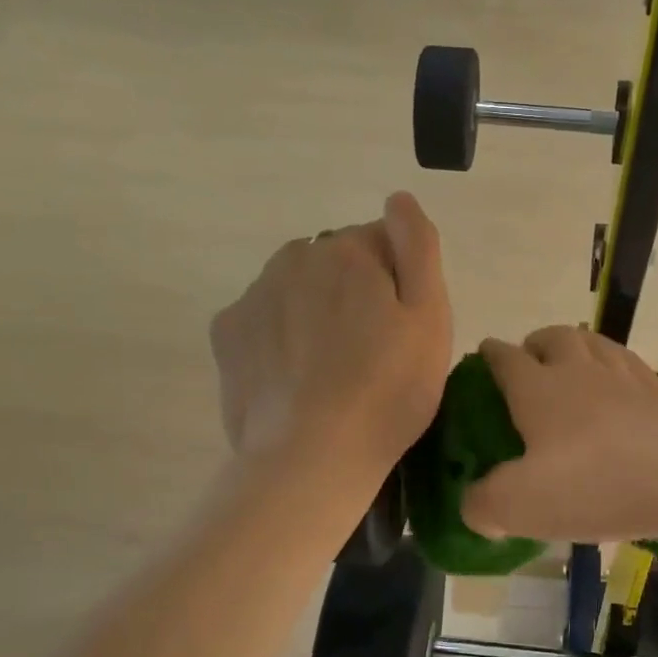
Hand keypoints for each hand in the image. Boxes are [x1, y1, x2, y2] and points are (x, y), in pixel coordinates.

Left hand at [210, 192, 451, 479]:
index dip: (399, 284)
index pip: (384, 243)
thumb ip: (419, 247)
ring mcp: (254, 294)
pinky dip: (279, 337)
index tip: (402, 330)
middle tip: (370, 353)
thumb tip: (399, 199)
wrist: (312, 457)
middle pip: (337, 263)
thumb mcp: (430, 317)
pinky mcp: (227, 334)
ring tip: (330, 370)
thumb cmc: (388, 389)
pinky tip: (294, 378)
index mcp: (349, 250)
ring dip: (315, 312)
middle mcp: (295, 258)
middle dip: (354, 292)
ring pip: (297, 289)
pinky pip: (264, 319)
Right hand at [461, 325, 657, 542]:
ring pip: (593, 343)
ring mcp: (625, 377)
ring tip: (573, 366)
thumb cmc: (594, 483)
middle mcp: (579, 371)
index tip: (484, 353)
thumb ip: (484, 505)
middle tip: (531, 363)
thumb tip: (475, 505)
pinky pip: (629, 365)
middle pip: (553, 337)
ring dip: (576, 347)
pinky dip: (615, 368)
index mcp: (538, 389)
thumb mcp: (521, 505)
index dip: (490, 354)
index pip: (505, 358)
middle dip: (536, 343)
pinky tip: (620, 387)